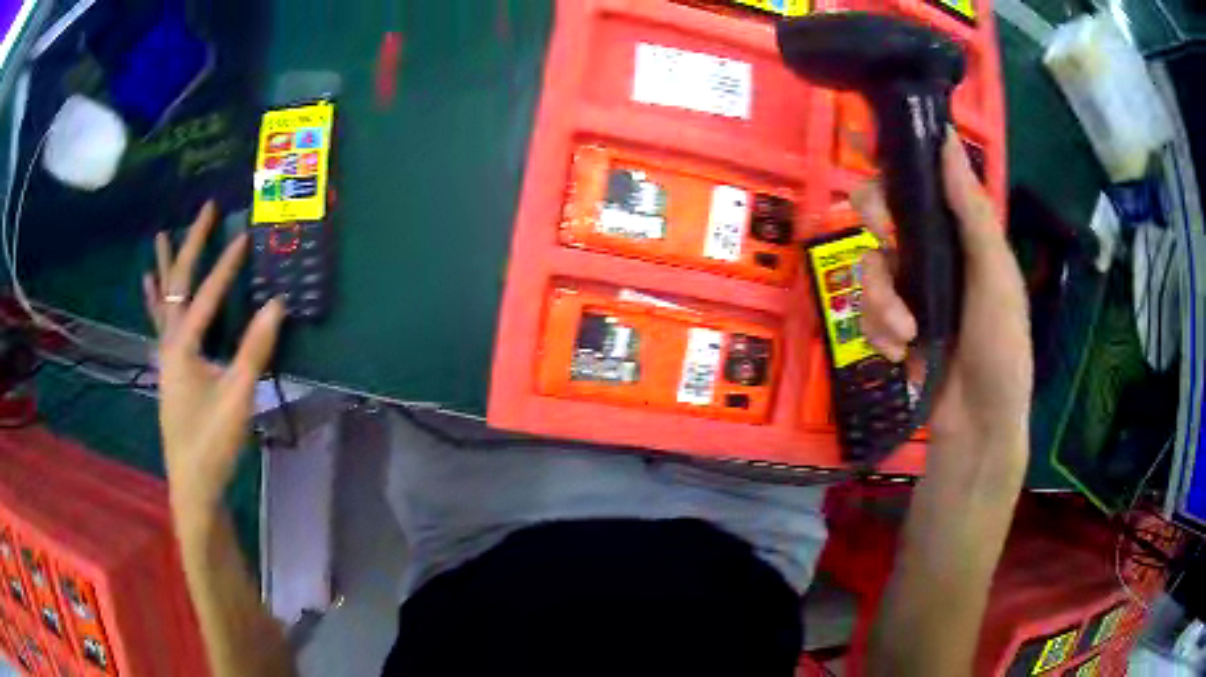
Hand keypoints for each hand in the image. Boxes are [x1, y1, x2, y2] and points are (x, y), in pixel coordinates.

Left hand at [143, 202, 284, 523]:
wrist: (193, 483)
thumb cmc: (212, 443)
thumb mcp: (238, 398)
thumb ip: (255, 350)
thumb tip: (277, 304)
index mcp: (182, 348)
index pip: (205, 296)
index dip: (226, 265)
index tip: (245, 234)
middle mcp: (169, 344)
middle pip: (177, 284)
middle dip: (191, 244)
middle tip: (206, 210)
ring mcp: (166, 357)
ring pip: (164, 301)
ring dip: (166, 267)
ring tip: (162, 235)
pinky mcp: (169, 369)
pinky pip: (160, 323)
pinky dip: (155, 299)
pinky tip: (148, 286)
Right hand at [853, 130, 1032, 454]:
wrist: (978, 425)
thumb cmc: (1000, 345)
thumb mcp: (995, 275)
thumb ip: (972, 210)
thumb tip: (947, 138)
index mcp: (959, 233)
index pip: (919, 182)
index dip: (895, 168)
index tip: (881, 170)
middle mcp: (931, 253)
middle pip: (879, 214)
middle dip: (876, 229)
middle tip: (885, 244)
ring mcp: (909, 290)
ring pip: (866, 267)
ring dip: (879, 301)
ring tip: (904, 335)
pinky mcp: (892, 325)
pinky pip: (865, 311)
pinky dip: (877, 332)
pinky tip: (899, 354)